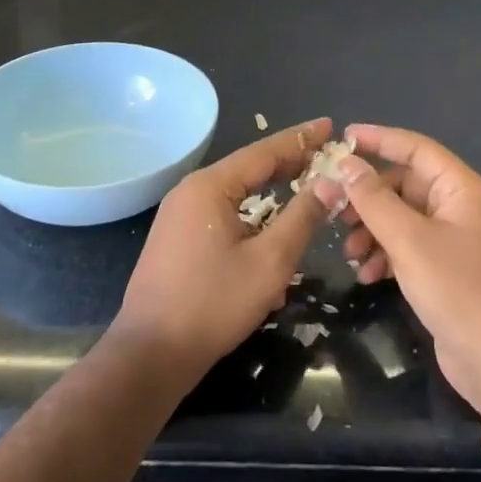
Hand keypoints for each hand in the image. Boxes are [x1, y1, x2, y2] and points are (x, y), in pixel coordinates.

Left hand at [114, 117, 332, 378]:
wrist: (150, 355)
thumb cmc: (213, 304)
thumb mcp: (270, 262)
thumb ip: (302, 217)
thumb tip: (330, 183)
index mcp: (210, 186)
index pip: (264, 152)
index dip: (300, 139)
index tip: (329, 126)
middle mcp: (191, 191)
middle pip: (248, 169)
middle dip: (287, 163)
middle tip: (324, 155)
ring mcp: (179, 216)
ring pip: (236, 195)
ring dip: (270, 193)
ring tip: (303, 186)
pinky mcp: (176, 239)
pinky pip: (222, 216)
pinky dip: (250, 218)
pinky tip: (271, 234)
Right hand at [315, 125, 480, 417]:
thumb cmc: (457, 288)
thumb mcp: (408, 240)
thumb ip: (373, 199)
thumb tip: (345, 164)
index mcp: (460, 188)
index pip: (416, 148)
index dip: (380, 139)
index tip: (344, 137)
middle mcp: (458, 206)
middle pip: (404, 184)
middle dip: (368, 196)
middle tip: (333, 207)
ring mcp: (452, 239)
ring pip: (402, 217)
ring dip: (372, 229)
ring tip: (349, 251)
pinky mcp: (444, 269)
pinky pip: (407, 246)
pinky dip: (385, 254)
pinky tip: (367, 274)